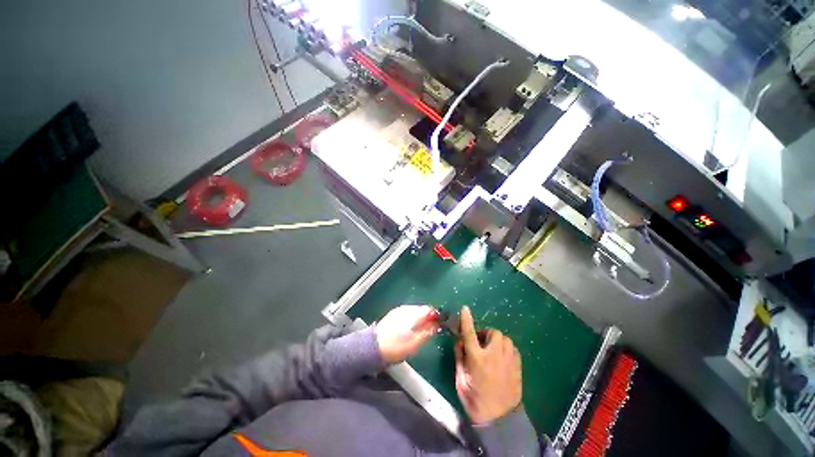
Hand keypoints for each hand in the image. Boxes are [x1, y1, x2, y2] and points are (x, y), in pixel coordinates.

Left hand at [375, 305, 438, 363]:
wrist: (372, 348)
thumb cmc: (396, 347)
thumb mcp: (415, 343)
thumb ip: (427, 332)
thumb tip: (437, 324)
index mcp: (413, 313)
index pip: (429, 309)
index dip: (436, 316)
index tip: (438, 326)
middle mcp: (406, 308)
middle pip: (422, 309)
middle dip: (428, 318)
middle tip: (430, 331)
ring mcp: (398, 310)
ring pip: (414, 312)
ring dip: (420, 319)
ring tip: (419, 333)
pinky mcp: (392, 315)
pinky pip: (407, 314)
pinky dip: (411, 320)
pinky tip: (409, 331)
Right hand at [454, 306, 521, 424]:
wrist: (498, 420)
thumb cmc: (474, 399)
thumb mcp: (460, 379)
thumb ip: (460, 357)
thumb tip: (460, 341)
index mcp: (477, 359)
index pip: (470, 333)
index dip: (467, 320)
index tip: (465, 308)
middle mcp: (494, 356)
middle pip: (493, 333)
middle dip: (486, 334)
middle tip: (481, 343)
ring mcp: (508, 362)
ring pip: (506, 339)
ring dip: (497, 340)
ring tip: (492, 349)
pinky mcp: (518, 368)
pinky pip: (513, 349)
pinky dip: (507, 348)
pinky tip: (502, 357)